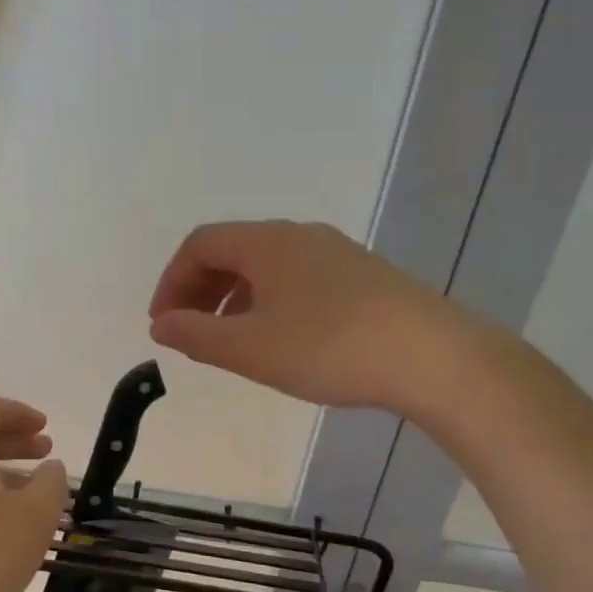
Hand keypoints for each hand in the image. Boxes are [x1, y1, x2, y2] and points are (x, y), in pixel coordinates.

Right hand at [148, 220, 445, 411]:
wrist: (430, 355)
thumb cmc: (328, 347)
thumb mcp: (250, 348)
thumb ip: (196, 335)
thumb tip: (161, 324)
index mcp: (266, 243)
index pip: (200, 244)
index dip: (172, 281)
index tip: (163, 324)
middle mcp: (298, 236)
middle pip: (232, 250)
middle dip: (200, 289)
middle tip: (190, 332)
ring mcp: (335, 253)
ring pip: (267, 266)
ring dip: (235, 297)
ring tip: (230, 340)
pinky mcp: (362, 276)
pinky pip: (297, 278)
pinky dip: (270, 301)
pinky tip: (281, 338)